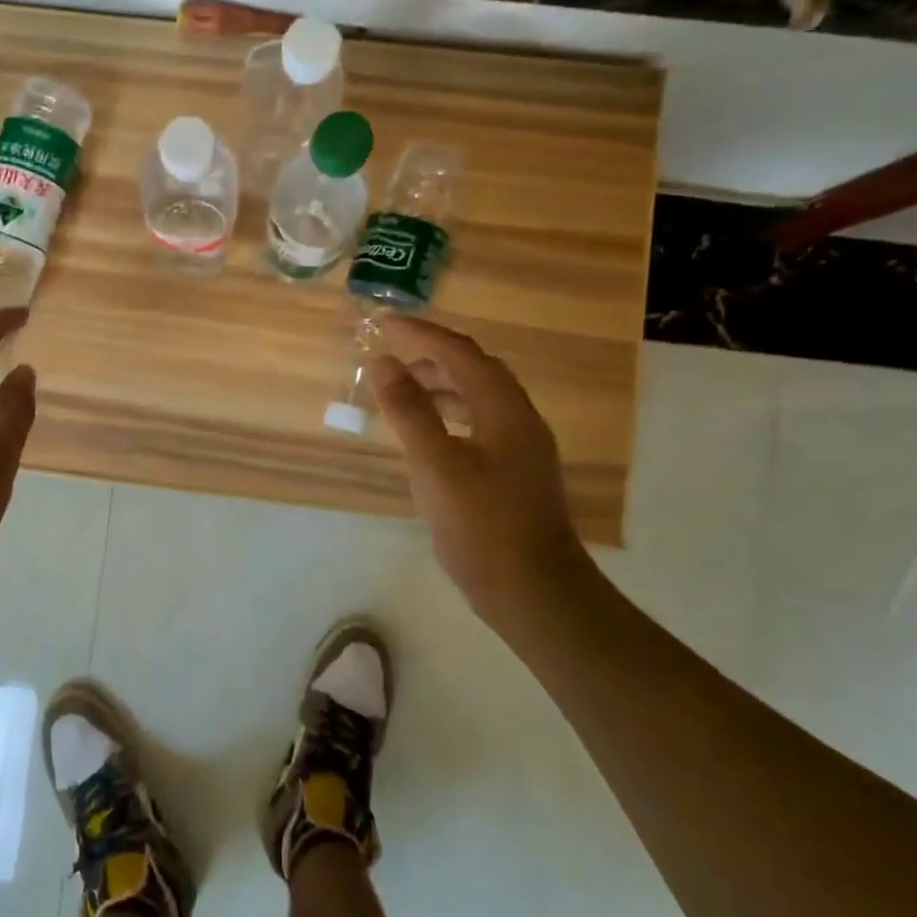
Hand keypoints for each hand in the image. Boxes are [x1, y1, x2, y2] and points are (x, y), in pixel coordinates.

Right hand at [369, 317, 592, 624]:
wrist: (534, 591)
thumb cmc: (483, 526)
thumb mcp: (436, 466)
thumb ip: (409, 411)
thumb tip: (383, 363)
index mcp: (504, 409)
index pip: (460, 353)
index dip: (421, 334)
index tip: (383, 324)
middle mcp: (518, 419)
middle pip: (474, 370)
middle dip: (431, 356)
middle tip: (389, 356)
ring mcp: (520, 448)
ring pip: (477, 399)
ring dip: (439, 385)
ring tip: (401, 389)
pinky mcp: (514, 473)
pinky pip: (477, 424)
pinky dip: (448, 415)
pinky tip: (427, 435)